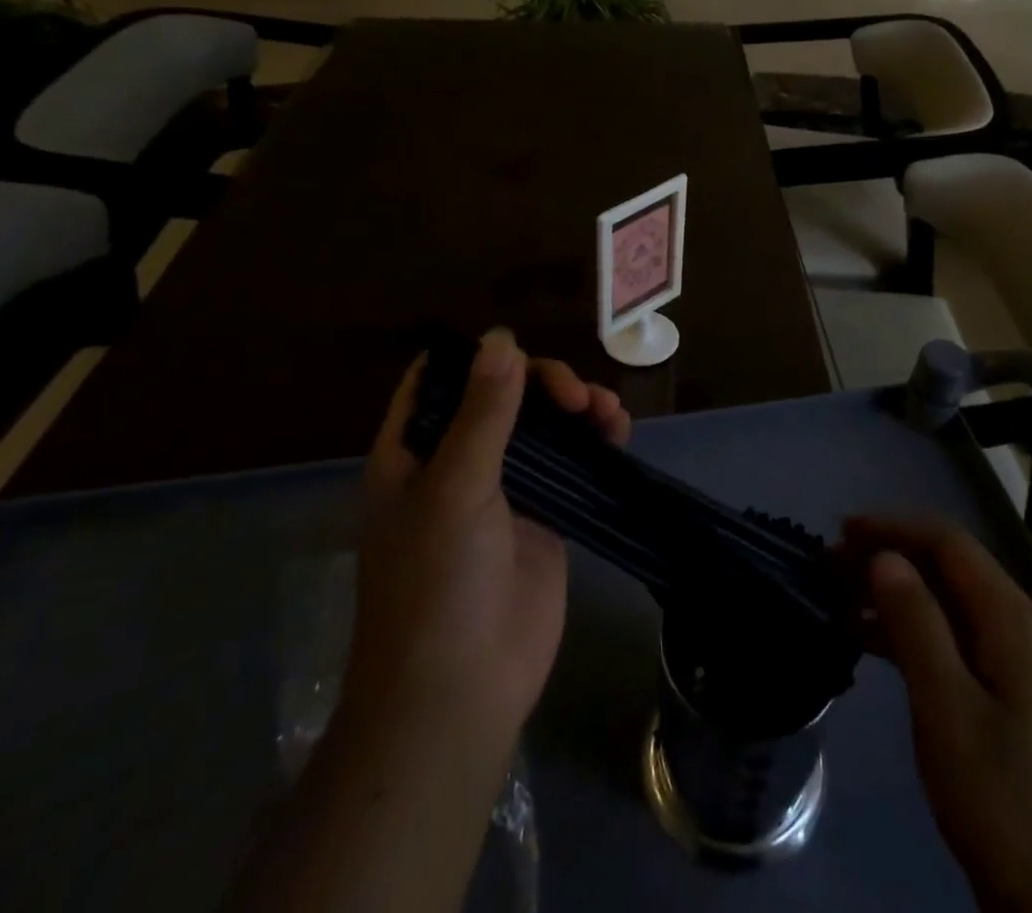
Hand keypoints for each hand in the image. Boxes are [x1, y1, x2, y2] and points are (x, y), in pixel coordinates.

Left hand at [229, 330, 628, 912]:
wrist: (460, 695)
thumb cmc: (437, 584)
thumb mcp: (455, 486)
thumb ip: (483, 410)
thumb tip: (502, 336)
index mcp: (414, 450)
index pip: (438, 379)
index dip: (475, 355)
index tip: (519, 347)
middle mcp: (456, 461)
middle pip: (502, 394)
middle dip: (542, 382)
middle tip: (575, 398)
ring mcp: (504, 490)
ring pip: (543, 425)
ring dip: (576, 407)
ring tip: (606, 413)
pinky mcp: (544, 515)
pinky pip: (571, 463)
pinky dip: (594, 441)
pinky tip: (617, 432)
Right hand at [845, 516, 1031, 912]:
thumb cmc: (998, 793)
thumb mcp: (946, 704)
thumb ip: (916, 622)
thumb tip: (884, 556)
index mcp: (1008, 615)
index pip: (947, 541)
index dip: (893, 526)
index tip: (841, 530)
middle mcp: (1010, 623)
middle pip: (943, 564)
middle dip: (887, 553)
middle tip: (831, 562)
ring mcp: (1003, 658)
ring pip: (938, 599)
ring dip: (889, 590)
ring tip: (836, 593)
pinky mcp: (992, 690)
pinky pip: (941, 635)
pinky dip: (900, 627)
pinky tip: (860, 636)